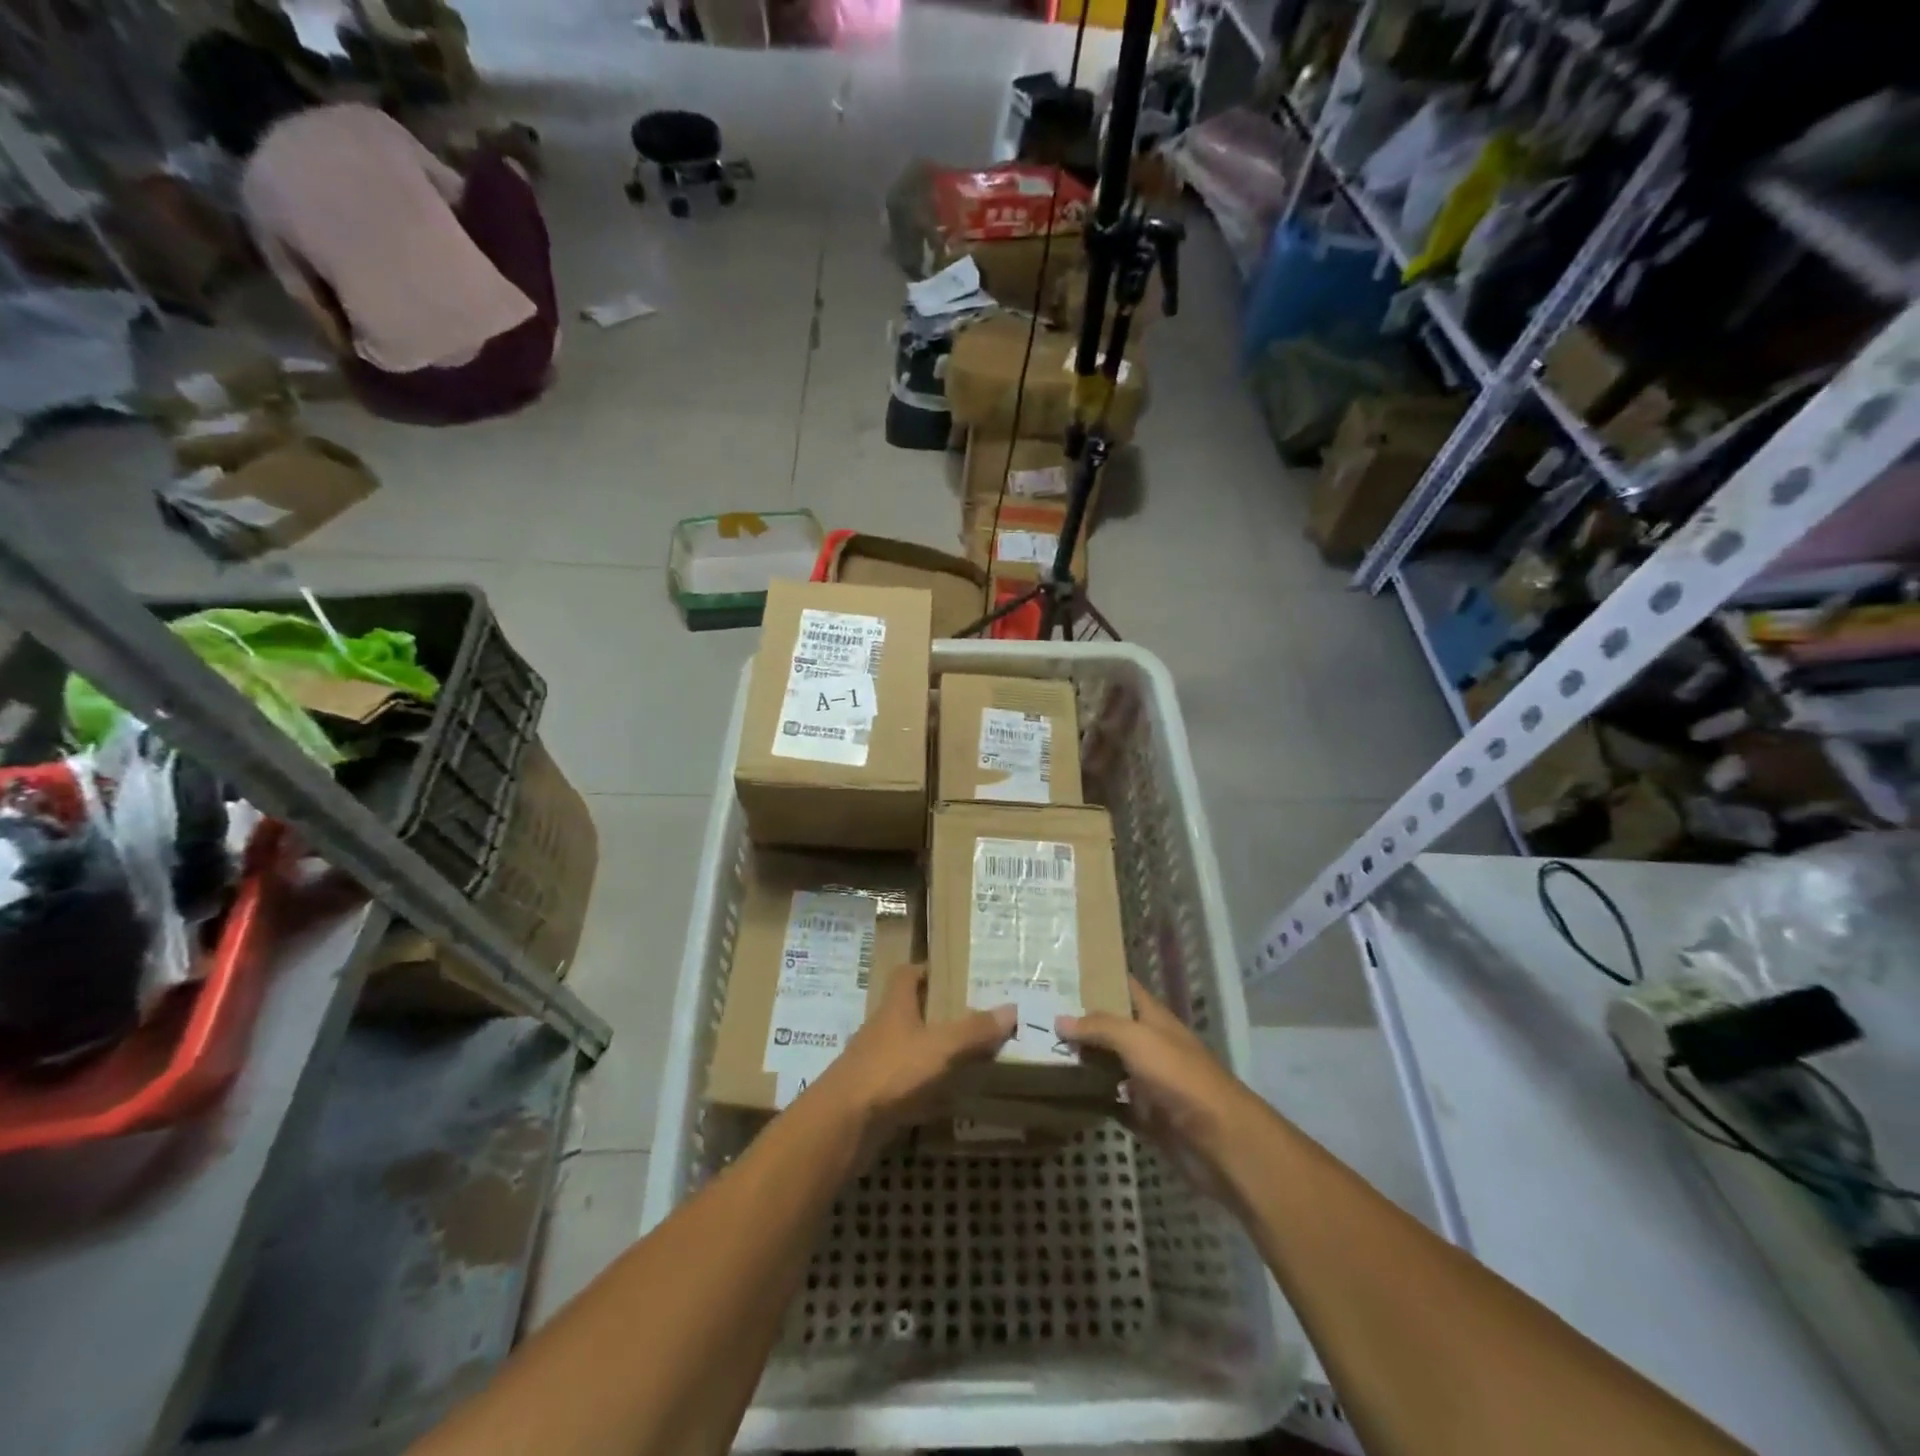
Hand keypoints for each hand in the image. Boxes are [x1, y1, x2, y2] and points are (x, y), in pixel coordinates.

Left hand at [808, 964, 1014, 1147]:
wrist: (842, 1125)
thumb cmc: (891, 1071)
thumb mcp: (939, 1047)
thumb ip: (973, 1031)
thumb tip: (1011, 1009)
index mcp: (895, 1007)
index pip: (905, 975)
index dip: (924, 970)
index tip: (949, 972)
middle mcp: (882, 1030)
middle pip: (908, 1012)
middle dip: (935, 1014)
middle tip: (972, 1017)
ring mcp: (875, 1065)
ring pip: (908, 1050)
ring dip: (931, 1053)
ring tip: (967, 1057)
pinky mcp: (874, 1098)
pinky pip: (905, 1086)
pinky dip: (925, 1090)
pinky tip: (948, 1101)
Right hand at [1058, 976, 1263, 1182]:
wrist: (1220, 1142)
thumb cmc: (1180, 1078)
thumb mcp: (1138, 1040)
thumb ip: (1099, 1027)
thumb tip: (1060, 1019)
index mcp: (1155, 1020)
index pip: (1125, 988)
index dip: (1099, 978)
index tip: (1063, 970)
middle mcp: (1151, 1046)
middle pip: (1112, 1027)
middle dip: (1082, 1020)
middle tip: (1039, 1012)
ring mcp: (1149, 1083)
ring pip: (1110, 1065)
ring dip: (1084, 1060)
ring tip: (1042, 1049)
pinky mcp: (1146, 1117)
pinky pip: (1113, 1103)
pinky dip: (1093, 1099)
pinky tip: (1064, 1093)